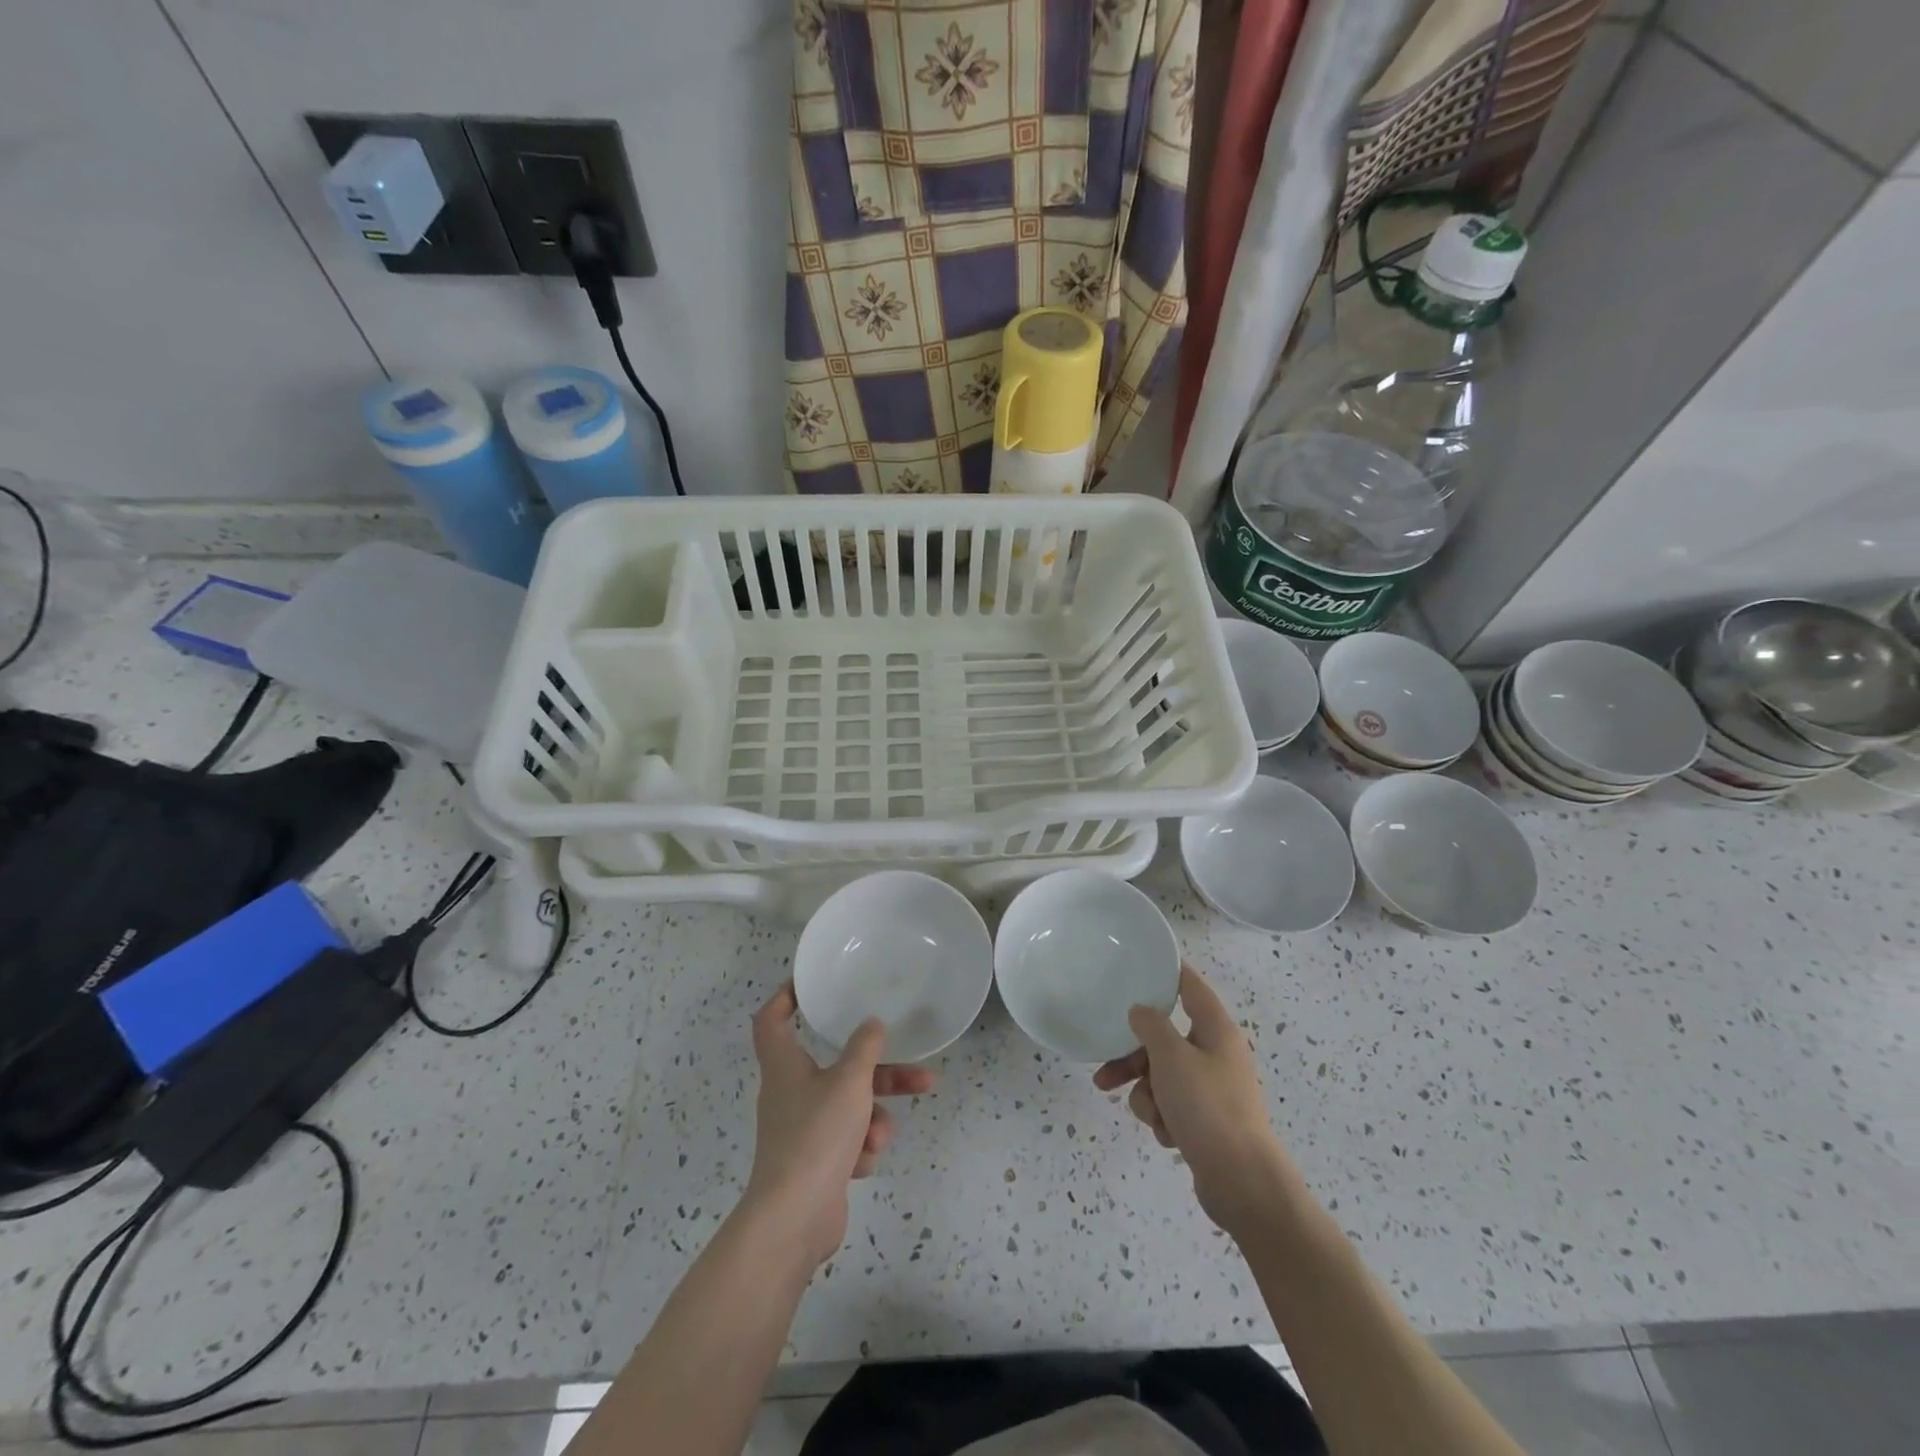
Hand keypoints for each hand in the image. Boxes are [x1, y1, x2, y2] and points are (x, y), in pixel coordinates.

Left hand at [743, 984, 934, 1268]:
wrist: (795, 1219)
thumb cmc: (817, 1136)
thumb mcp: (849, 1082)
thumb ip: (865, 1048)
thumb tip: (872, 1024)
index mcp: (785, 1065)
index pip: (772, 1019)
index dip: (785, 996)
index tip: (811, 985)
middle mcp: (791, 1092)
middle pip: (837, 1067)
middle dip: (879, 1071)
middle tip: (916, 1069)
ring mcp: (803, 1129)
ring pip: (850, 1106)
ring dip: (874, 1117)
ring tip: (883, 1134)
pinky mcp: (816, 1162)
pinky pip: (848, 1140)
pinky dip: (860, 1148)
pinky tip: (862, 1162)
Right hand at [1094, 963, 1291, 1237]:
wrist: (1242, 1183)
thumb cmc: (1208, 1108)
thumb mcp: (1171, 1058)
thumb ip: (1151, 1026)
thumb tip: (1141, 1011)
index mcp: (1215, 1030)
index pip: (1190, 986)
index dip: (1168, 972)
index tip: (1141, 963)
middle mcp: (1215, 1054)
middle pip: (1164, 1040)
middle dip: (1134, 1059)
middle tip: (1105, 1073)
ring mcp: (1212, 1089)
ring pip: (1162, 1076)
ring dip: (1146, 1094)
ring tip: (1149, 1116)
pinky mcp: (1206, 1121)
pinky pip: (1171, 1105)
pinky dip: (1163, 1118)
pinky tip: (1168, 1135)